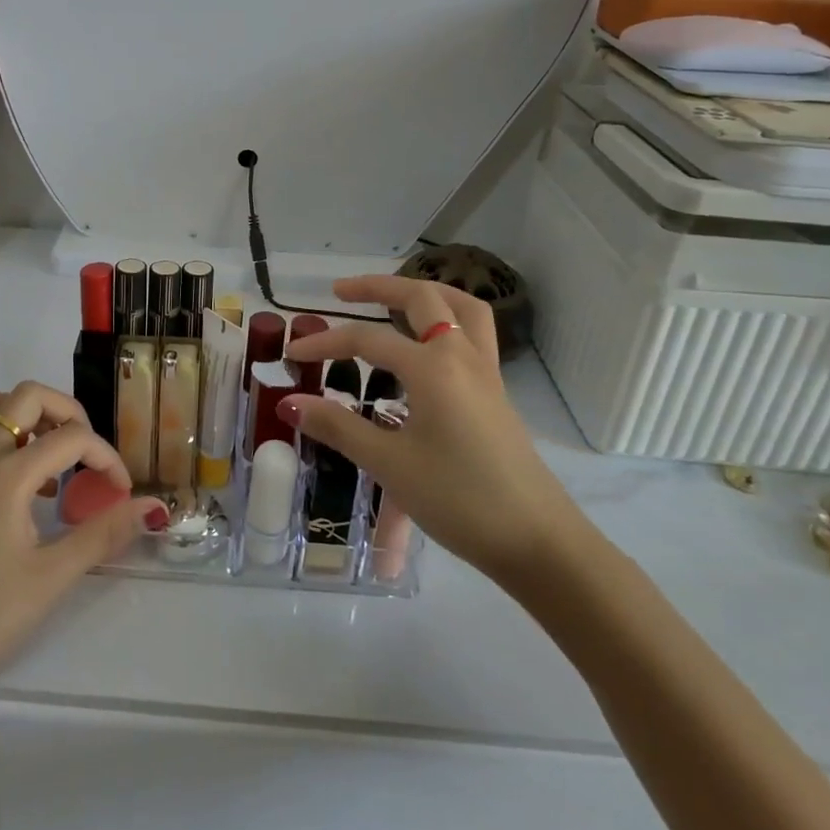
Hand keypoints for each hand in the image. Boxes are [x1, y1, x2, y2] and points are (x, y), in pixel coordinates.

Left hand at [0, 383, 166, 703]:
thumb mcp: (50, 578)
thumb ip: (103, 534)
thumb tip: (151, 507)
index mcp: (5, 475)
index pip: (70, 438)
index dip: (105, 457)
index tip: (120, 491)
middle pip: (26, 396)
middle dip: (66, 411)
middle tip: (85, 451)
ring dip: (31, 418)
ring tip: (55, 461)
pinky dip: (7, 440)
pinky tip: (23, 491)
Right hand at [282, 277, 586, 588]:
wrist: (538, 542)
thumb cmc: (459, 499)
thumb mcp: (390, 465)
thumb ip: (338, 428)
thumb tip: (290, 403)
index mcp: (433, 367)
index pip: (367, 340)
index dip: (325, 342)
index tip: (293, 353)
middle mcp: (462, 356)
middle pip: (422, 298)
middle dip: (378, 287)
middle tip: (341, 292)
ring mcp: (486, 372)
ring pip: (460, 308)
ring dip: (424, 293)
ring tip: (393, 301)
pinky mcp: (497, 393)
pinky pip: (473, 334)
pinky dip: (446, 321)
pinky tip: (427, 348)